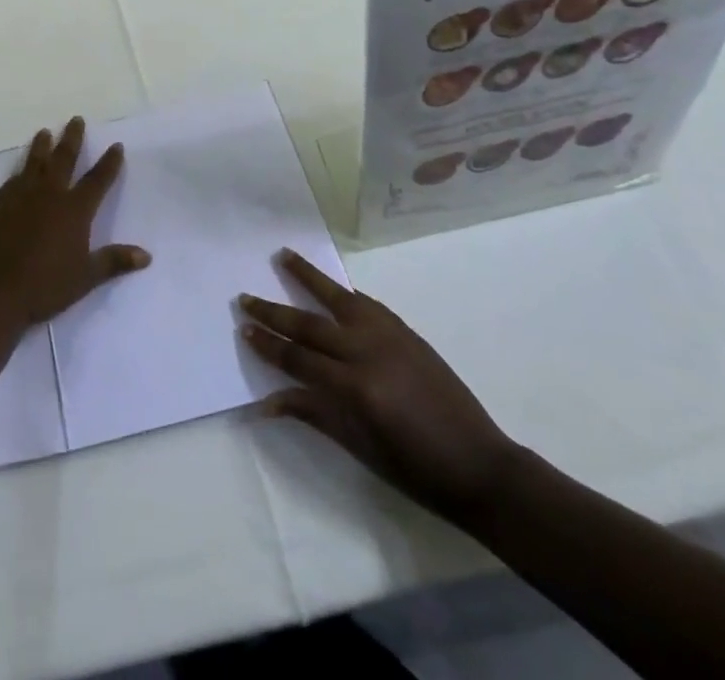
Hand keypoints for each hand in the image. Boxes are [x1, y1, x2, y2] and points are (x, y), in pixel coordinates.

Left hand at [0, 117, 150, 325]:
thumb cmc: (45, 285)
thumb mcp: (85, 277)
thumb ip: (114, 261)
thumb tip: (146, 256)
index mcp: (74, 209)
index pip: (97, 180)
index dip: (109, 163)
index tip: (116, 145)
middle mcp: (49, 194)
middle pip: (63, 158)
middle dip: (72, 138)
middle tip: (76, 119)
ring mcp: (22, 196)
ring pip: (35, 162)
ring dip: (42, 145)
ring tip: (45, 131)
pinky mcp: (0, 204)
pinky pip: (13, 180)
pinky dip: (20, 171)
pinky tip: (20, 171)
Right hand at [241, 250, 519, 524]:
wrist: (481, 466)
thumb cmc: (417, 470)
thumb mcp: (360, 447)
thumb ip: (314, 413)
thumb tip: (267, 401)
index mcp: (356, 387)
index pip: (299, 359)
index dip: (268, 345)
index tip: (243, 328)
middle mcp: (368, 352)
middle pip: (310, 325)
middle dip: (274, 311)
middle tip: (245, 296)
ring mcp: (390, 336)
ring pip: (338, 298)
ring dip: (308, 276)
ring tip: (283, 255)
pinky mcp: (406, 331)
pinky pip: (367, 304)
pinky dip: (344, 293)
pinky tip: (331, 286)